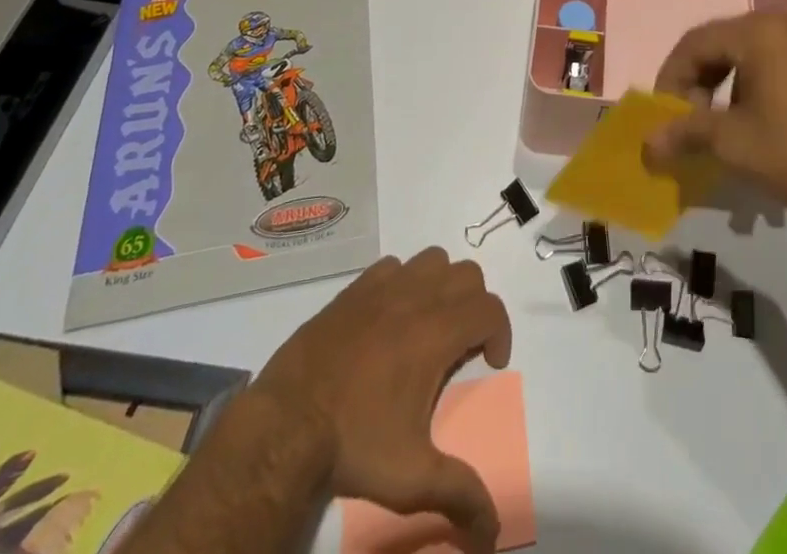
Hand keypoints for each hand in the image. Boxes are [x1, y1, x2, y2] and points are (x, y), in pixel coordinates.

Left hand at [256, 249, 512, 551]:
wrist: (286, 423)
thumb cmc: (354, 444)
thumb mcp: (411, 477)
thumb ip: (459, 494)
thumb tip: (493, 533)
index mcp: (438, 332)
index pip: (490, 308)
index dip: (500, 332)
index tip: (490, 363)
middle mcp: (417, 297)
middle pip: (467, 274)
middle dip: (475, 305)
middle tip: (462, 345)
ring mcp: (383, 288)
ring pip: (432, 260)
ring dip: (441, 285)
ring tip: (430, 324)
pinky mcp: (354, 289)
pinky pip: (393, 266)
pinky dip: (403, 282)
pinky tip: (390, 317)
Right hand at [644, 12, 786, 220]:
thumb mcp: (732, 143)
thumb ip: (684, 133)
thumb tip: (647, 144)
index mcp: (759, 30)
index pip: (696, 42)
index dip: (672, 78)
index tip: (664, 115)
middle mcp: (786, 22)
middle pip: (723, 43)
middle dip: (699, 82)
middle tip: (691, 121)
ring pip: (750, 53)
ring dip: (727, 85)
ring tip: (723, 127)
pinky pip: (778, 60)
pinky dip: (756, 84)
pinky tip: (758, 122)